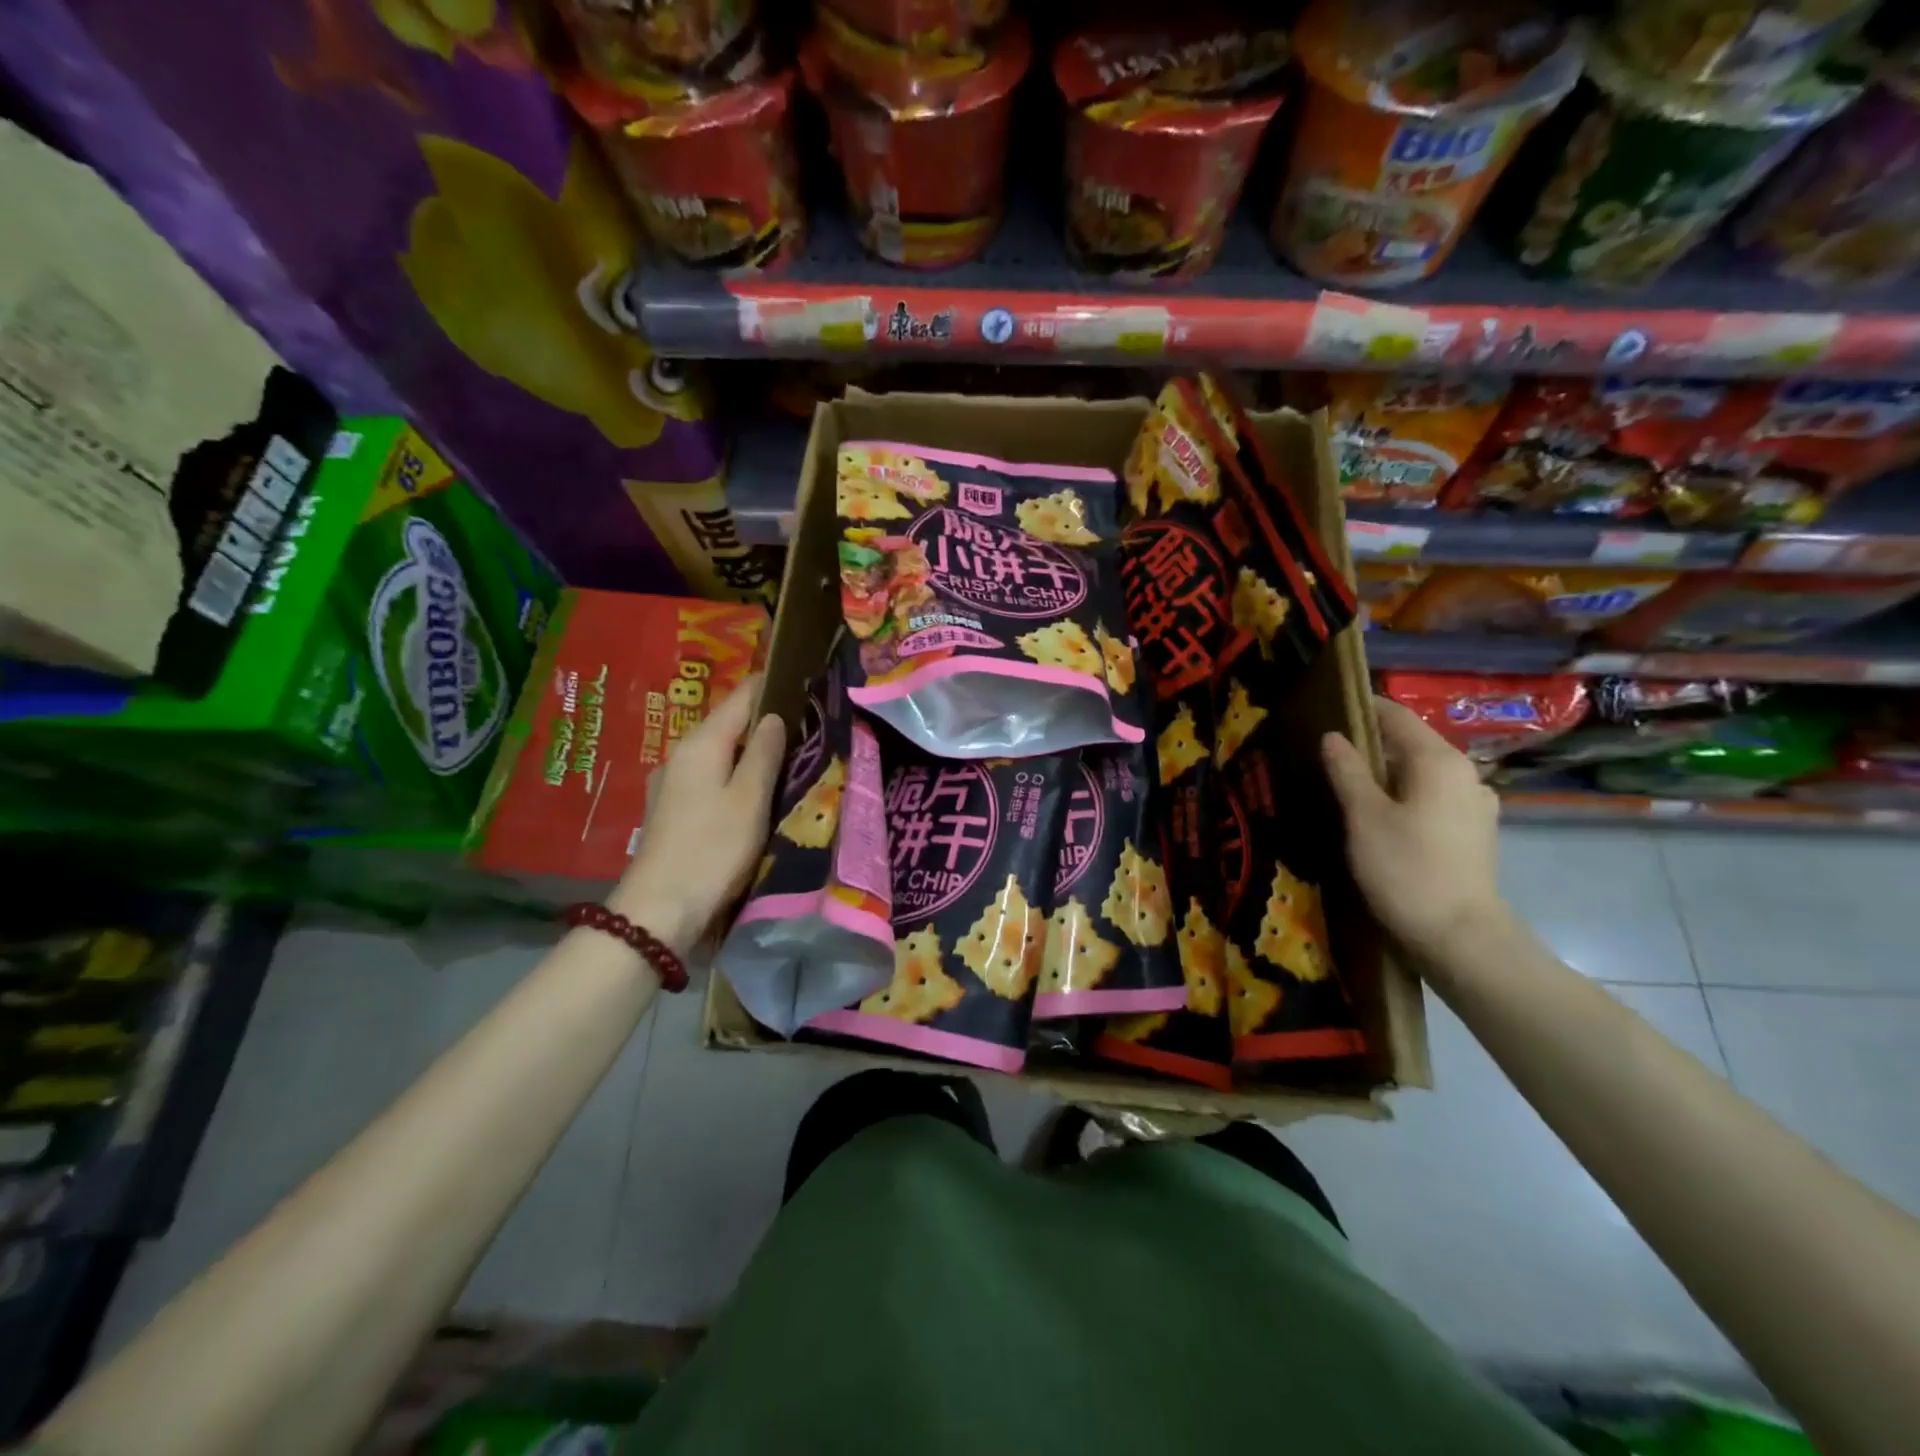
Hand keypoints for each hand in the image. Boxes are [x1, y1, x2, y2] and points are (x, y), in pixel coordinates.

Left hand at [609, 673, 786, 953]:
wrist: (659, 910)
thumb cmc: (712, 849)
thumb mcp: (749, 799)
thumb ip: (763, 753)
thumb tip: (772, 716)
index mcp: (701, 744)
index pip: (740, 697)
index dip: (769, 684)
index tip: (800, 678)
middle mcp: (681, 754)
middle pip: (727, 723)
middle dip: (762, 718)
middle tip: (805, 719)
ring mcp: (672, 783)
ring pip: (719, 752)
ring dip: (749, 748)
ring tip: (787, 752)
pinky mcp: (672, 809)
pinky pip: (710, 776)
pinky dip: (735, 772)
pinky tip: (755, 788)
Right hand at [1321, 696, 1510, 967]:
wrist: (1459, 937)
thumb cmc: (1406, 868)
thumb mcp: (1363, 816)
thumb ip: (1347, 771)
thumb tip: (1332, 736)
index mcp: (1439, 761)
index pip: (1397, 717)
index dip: (1363, 707)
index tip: (1328, 705)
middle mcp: (1465, 774)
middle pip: (1411, 744)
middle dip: (1371, 743)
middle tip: (1328, 750)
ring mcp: (1475, 804)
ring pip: (1421, 774)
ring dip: (1387, 773)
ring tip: (1348, 783)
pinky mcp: (1473, 832)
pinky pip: (1432, 798)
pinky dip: (1405, 796)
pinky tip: (1380, 815)